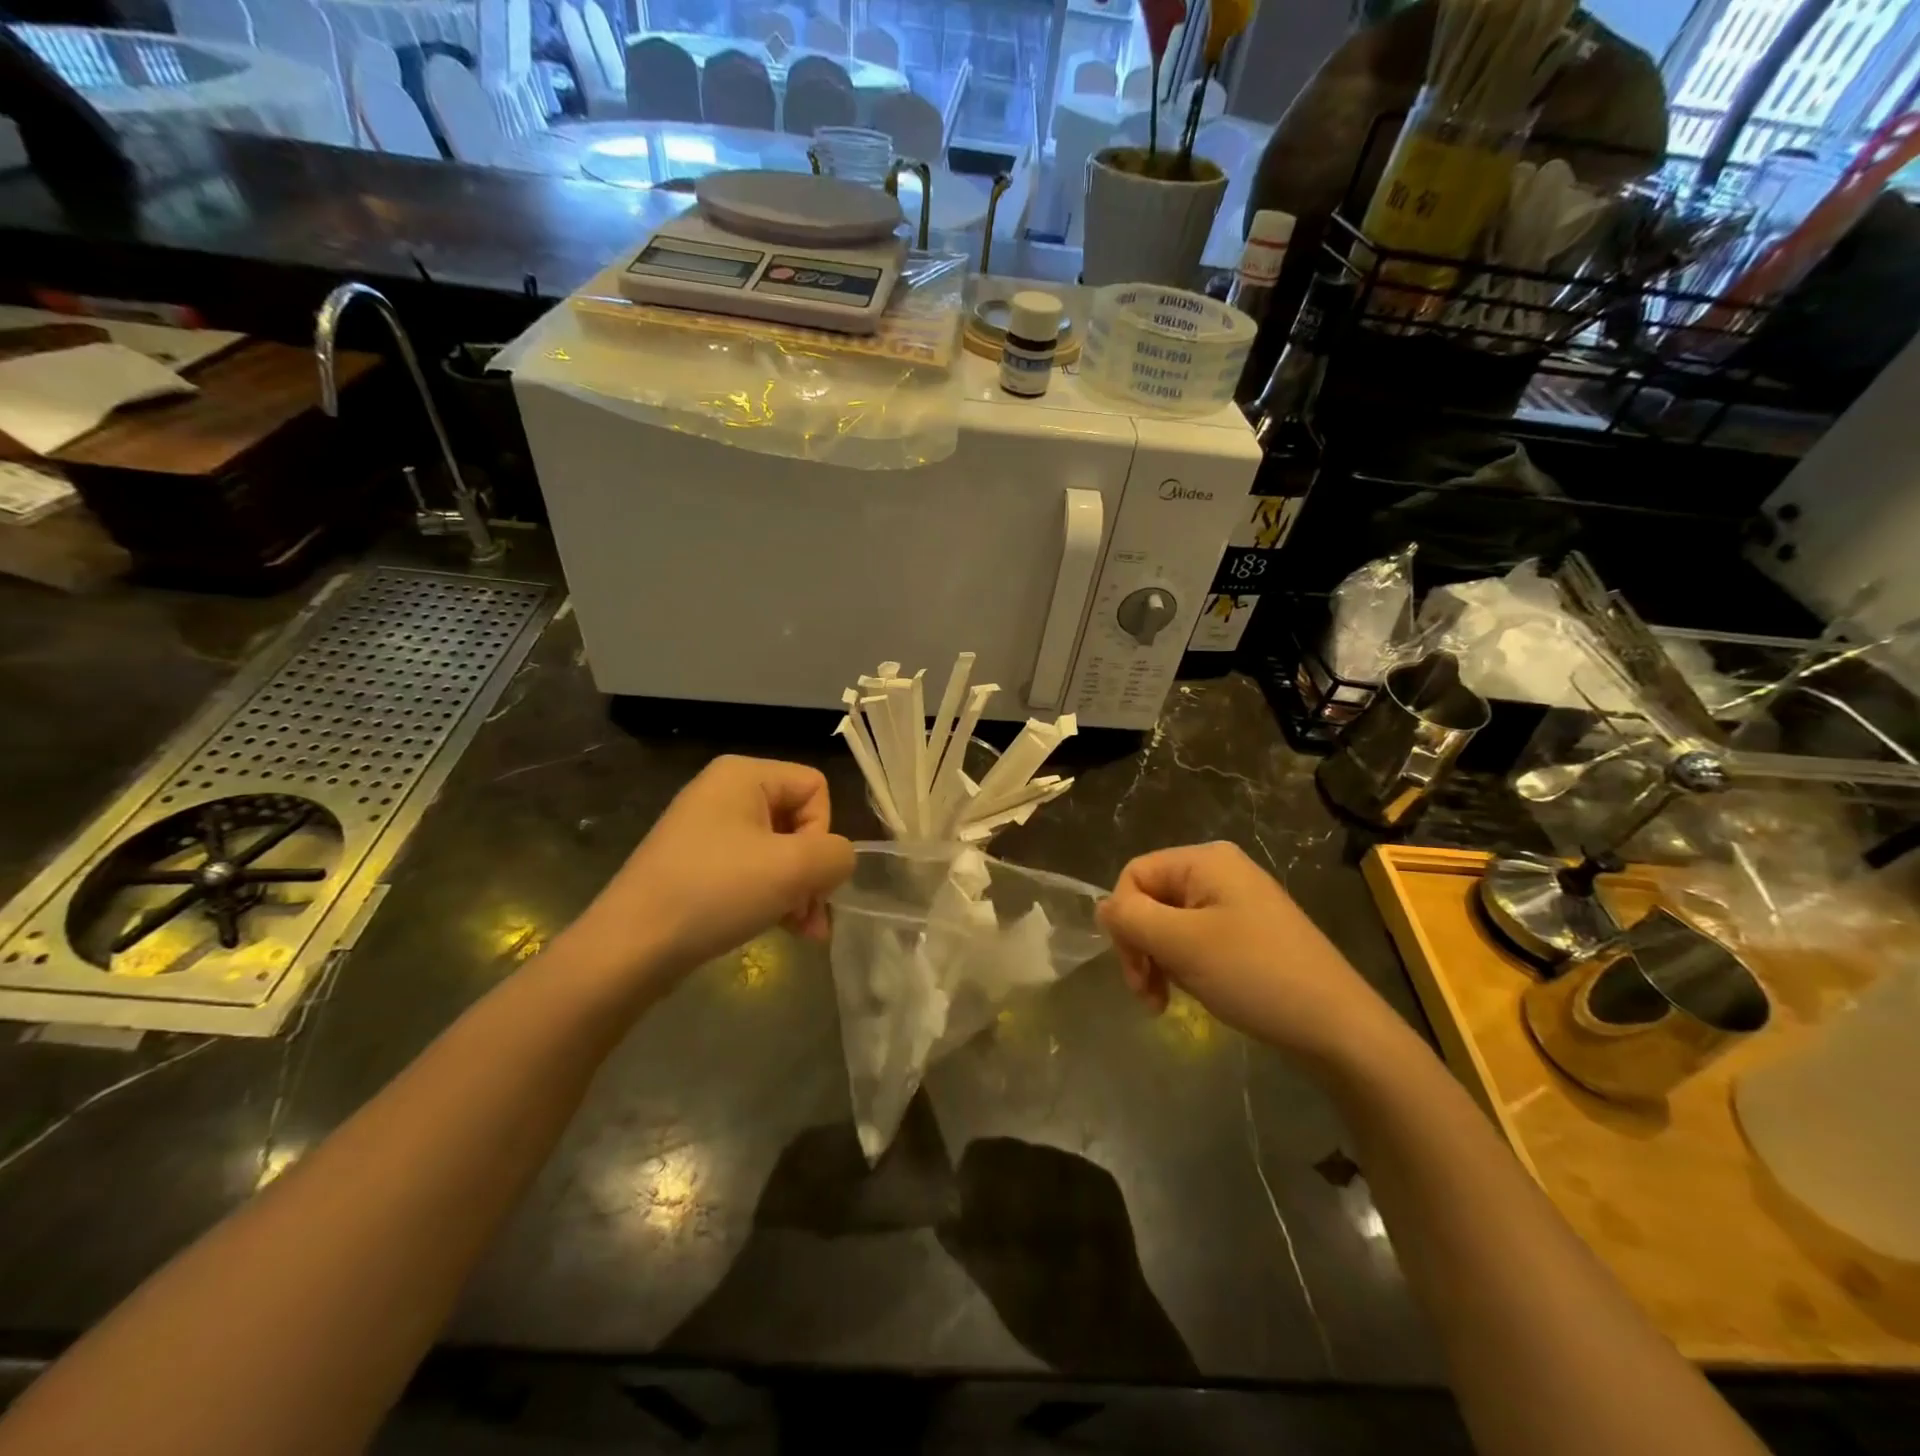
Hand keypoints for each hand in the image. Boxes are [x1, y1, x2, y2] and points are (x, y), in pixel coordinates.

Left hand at [566, 756, 853, 983]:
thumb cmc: (714, 892)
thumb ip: (837, 855)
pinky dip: (771, 897)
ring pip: (780, 851)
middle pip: (800, 820)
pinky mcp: (697, 864)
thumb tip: (836, 862)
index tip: (802, 872)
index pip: (816, 787)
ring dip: (798, 890)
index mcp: (743, 774)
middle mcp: (724, 792)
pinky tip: (779, 929)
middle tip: (810, 914)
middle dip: (812, 871)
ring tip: (803, 931)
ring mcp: (708, 829)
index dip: (822, 832)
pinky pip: (752, 870)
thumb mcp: (793, 868)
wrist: (629, 948)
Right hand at [1097, 842, 1394, 1065]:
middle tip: (1146, 994)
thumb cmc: (1255, 975)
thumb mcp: (1181, 944)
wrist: (1339, 1028)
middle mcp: (1220, 871)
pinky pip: (1196, 939)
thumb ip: (1131, 918)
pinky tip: (1193, 993)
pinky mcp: (1249, 933)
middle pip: (1151, 899)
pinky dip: (1184, 966)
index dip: (1123, 920)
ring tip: (1166, 1001)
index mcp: (1205, 860)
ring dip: (1159, 961)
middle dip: (1140, 946)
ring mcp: (1237, 902)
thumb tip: (1101, 908)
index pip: (1134, 875)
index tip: (1134, 969)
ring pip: (1170, 924)